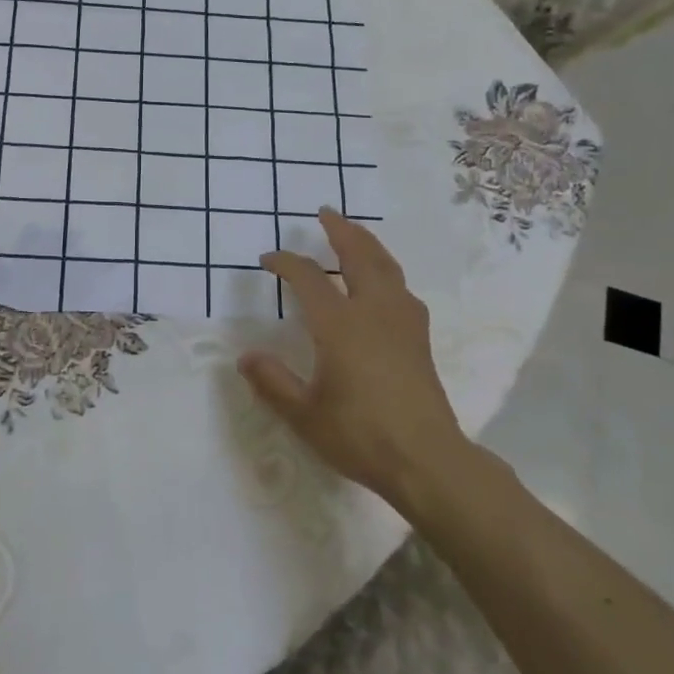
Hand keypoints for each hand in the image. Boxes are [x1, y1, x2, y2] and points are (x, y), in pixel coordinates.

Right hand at [238, 210, 475, 511]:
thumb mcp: (304, 415)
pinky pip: (400, 286)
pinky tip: (383, 282)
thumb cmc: (360, 436)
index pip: (307, 278)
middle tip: (326, 213)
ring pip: (386, 266)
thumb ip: (273, 382)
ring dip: (367, 244)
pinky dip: (385, 269)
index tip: (268, 260)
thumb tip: (246, 357)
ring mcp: (402, 322)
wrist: (428, 461)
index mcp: (340, 325)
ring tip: (354, 235)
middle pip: (359, 255)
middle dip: (341, 231)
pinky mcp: (419, 338)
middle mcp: (374, 311)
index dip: (285, 263)